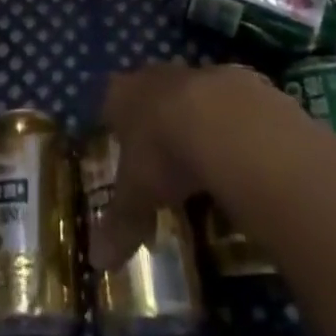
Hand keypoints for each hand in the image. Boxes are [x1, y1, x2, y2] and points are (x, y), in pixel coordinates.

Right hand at [90, 62, 281, 270]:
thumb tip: (97, 262)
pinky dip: (230, 126)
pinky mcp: (238, 81)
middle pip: (150, 93)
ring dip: (194, 119)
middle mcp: (157, 77)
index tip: (118, 144)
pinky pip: (229, 105)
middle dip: (154, 119)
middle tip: (159, 155)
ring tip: (202, 158)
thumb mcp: (137, 196)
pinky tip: (237, 154)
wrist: (225, 121)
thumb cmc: (163, 153)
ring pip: (191, 95)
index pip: (110, 103)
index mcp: (124, 96)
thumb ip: (120, 224)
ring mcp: (199, 74)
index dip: (113, 123)